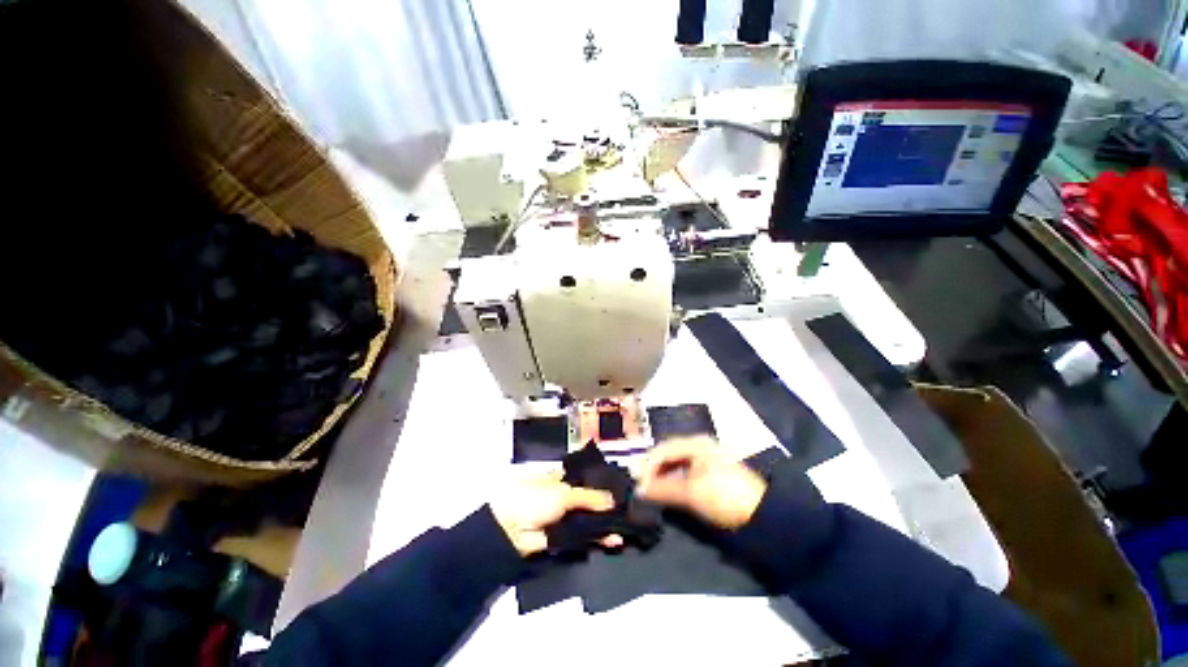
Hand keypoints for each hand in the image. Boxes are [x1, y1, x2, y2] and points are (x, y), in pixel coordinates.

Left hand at [490, 472, 624, 556]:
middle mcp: (564, 497)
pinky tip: (614, 540)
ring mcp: (563, 518)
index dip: (601, 483)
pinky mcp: (563, 539)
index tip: (620, 488)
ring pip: (587, 520)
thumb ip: (589, 497)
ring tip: (626, 526)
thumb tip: (613, 500)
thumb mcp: (563, 492)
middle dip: (605, 505)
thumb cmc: (533, 499)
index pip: (585, 478)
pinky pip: (583, 538)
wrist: (510, 531)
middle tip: (628, 510)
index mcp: (561, 479)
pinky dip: (597, 539)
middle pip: (588, 500)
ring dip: (604, 524)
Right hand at [636, 437, 766, 529]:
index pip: (662, 450)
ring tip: (651, 489)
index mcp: (695, 444)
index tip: (638, 484)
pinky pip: (684, 470)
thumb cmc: (724, 496)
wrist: (763, 514)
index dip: (647, 466)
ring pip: (675, 462)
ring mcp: (705, 457)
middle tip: (641, 486)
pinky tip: (667, 489)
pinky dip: (673, 479)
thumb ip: (663, 490)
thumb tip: (640, 491)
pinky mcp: (710, 471)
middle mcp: (699, 445)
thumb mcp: (691, 493)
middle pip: (668, 453)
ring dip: (662, 475)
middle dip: (653, 469)